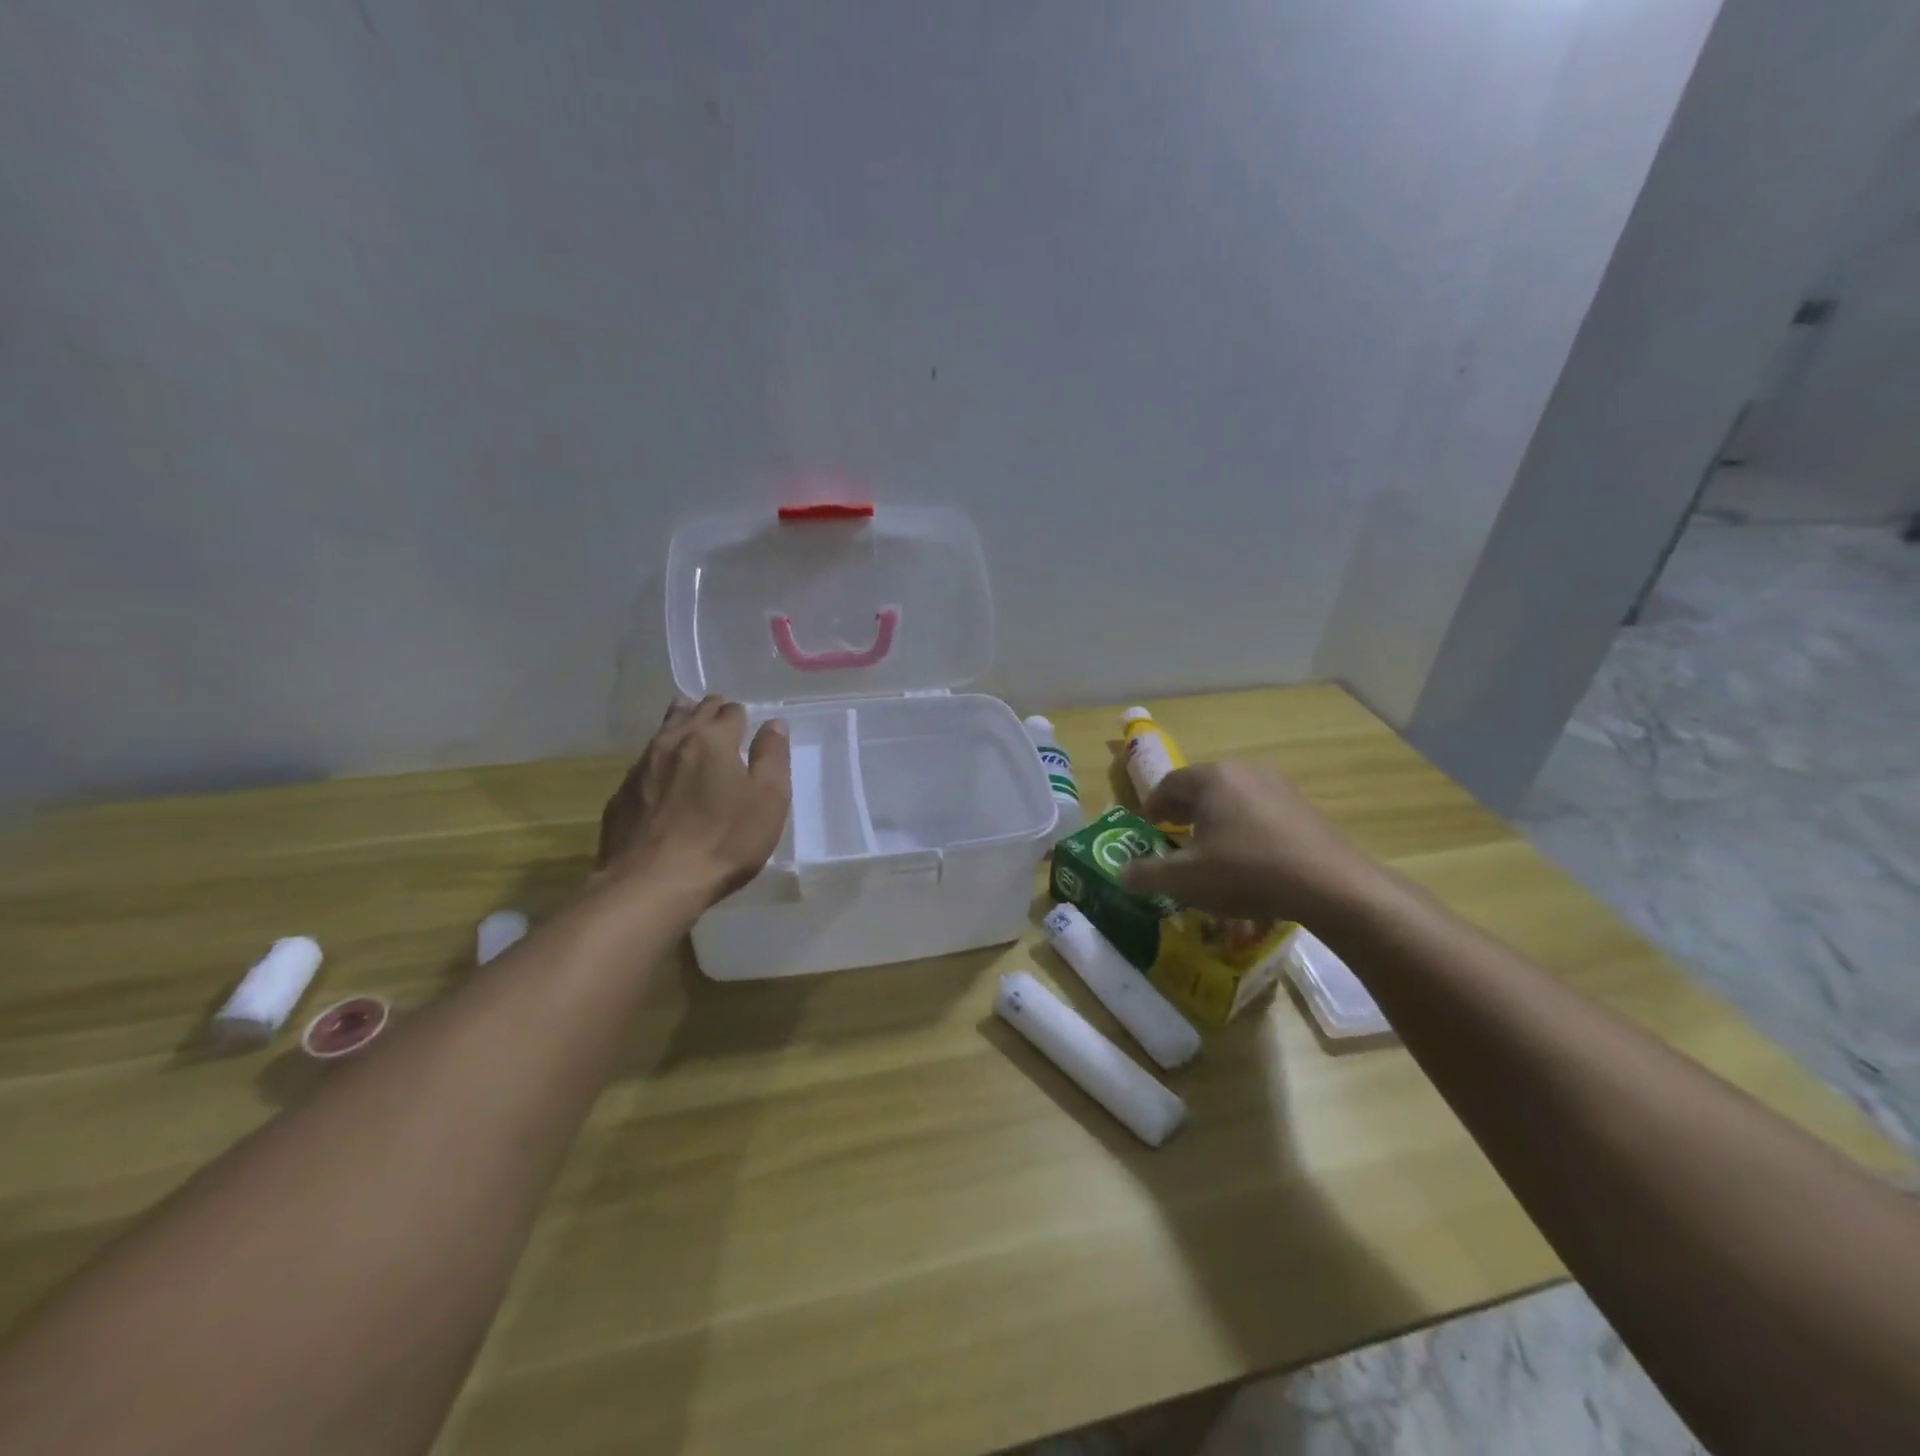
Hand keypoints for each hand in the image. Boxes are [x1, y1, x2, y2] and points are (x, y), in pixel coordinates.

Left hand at [596, 696, 790, 907]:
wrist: (652, 884)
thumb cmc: (723, 841)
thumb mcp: (768, 801)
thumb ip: (772, 758)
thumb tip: (774, 724)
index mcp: (712, 739)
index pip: (730, 711)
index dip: (742, 717)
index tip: (747, 727)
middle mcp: (673, 742)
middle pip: (693, 712)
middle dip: (710, 712)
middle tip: (721, 722)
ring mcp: (640, 767)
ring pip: (663, 732)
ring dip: (680, 726)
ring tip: (690, 732)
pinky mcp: (621, 795)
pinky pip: (644, 763)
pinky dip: (659, 761)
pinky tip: (663, 777)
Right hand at [1119, 762, 1381, 921]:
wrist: (1330, 885)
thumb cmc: (1245, 872)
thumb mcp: (1186, 879)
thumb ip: (1147, 874)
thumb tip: (1121, 873)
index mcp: (1210, 778)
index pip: (1168, 784)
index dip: (1152, 807)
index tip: (1147, 829)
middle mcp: (1243, 770)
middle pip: (1201, 787)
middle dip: (1183, 811)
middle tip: (1173, 837)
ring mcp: (1278, 785)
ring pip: (1232, 798)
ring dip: (1215, 819)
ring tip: (1210, 850)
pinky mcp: (1303, 807)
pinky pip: (1260, 812)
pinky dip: (1244, 829)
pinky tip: (1249, 859)